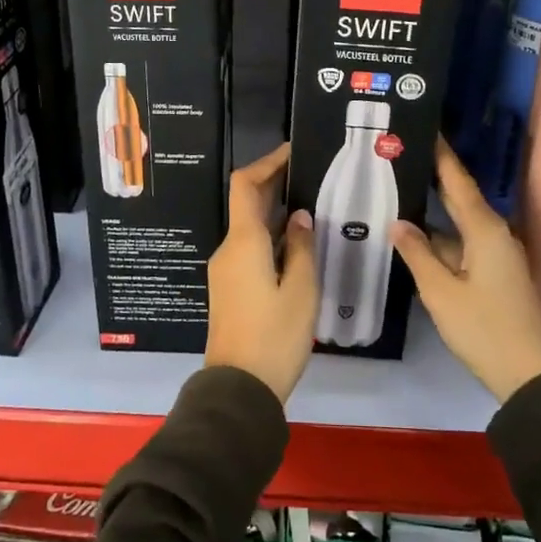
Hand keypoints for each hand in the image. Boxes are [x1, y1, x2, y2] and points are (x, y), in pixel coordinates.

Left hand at [206, 142, 318, 401]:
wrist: (239, 389)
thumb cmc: (274, 336)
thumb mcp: (301, 290)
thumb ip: (301, 247)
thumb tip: (299, 216)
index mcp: (243, 242)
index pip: (245, 185)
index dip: (266, 163)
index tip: (292, 152)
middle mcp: (229, 249)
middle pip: (247, 204)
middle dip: (275, 185)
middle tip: (311, 177)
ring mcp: (226, 270)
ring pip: (250, 229)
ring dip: (276, 214)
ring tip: (313, 208)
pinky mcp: (230, 288)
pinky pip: (250, 249)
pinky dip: (272, 238)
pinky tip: (299, 245)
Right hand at [392, 139, 540, 402]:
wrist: (531, 375)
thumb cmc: (484, 329)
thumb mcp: (441, 293)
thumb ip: (418, 254)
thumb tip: (398, 223)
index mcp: (485, 230)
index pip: (457, 180)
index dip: (440, 154)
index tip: (423, 128)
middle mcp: (494, 234)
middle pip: (459, 197)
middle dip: (431, 177)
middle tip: (399, 158)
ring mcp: (497, 255)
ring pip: (458, 225)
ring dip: (432, 213)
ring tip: (396, 196)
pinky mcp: (495, 274)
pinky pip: (463, 244)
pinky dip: (440, 239)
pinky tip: (415, 240)